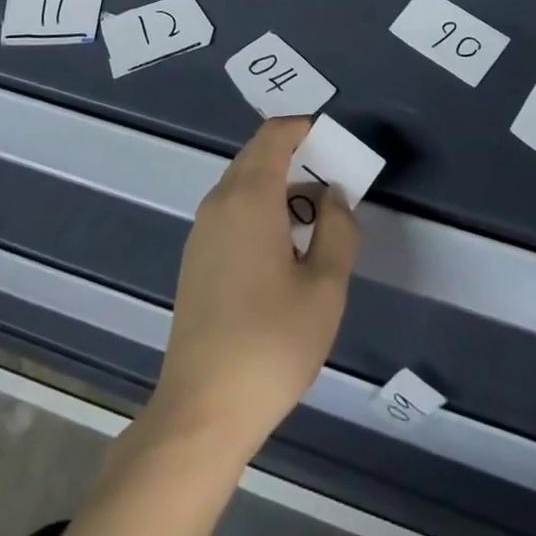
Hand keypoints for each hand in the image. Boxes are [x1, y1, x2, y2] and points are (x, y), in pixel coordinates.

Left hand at [152, 118, 360, 458]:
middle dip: (295, 156)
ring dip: (278, 186)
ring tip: (316, 218)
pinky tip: (283, 248)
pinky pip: (231, 210)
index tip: (334, 142)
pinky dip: (260, 208)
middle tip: (334, 180)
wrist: (203, 407)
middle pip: (257, 156)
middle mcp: (219, 201)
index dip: (304, 129)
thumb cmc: (272, 343)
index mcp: (249, 196)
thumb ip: (338, 230)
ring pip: (243, 184)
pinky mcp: (196, 257)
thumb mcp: (325, 289)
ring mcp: (202, 229)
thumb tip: (334, 195)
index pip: (274, 136)